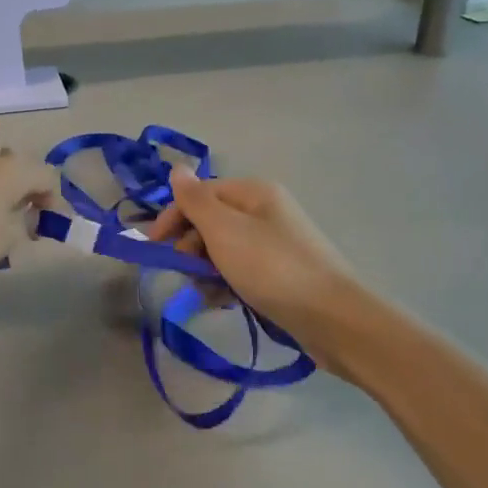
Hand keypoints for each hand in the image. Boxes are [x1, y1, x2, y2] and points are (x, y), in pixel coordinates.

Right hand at [146, 167, 386, 358]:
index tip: (154, 247)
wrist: (333, 319)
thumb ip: (195, 200)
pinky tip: (221, 303)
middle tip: (184, 272)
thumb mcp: (224, 230)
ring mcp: (276, 243)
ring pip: (224, 249)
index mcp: (254, 193)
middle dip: (190, 246)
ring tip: (204, 293)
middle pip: (211, 221)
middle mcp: (266, 211)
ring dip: (206, 269)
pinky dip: (226, 284)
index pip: (200, 194)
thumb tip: (176, 168)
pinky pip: (242, 271)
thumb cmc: (272, 268)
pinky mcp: (283, 274)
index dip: (173, 216)